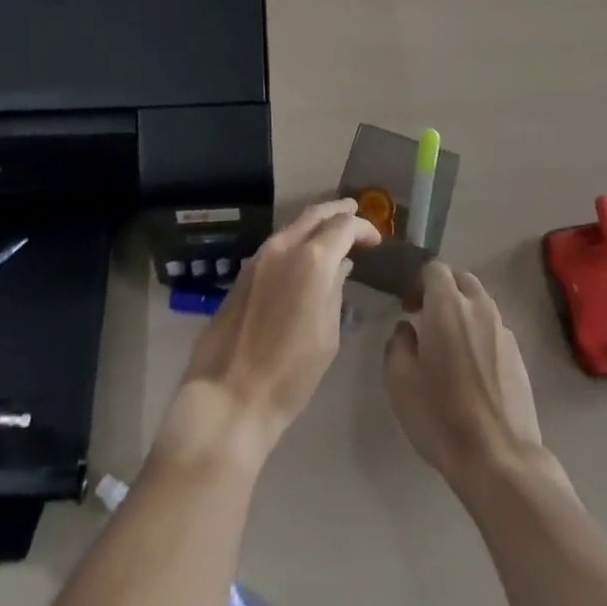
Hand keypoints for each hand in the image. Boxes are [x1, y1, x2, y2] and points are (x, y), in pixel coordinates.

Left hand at [168, 199, 380, 463]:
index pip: (343, 226)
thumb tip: (340, 266)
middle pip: (314, 214)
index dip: (363, 227)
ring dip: (316, 224)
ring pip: (293, 226)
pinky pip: (278, 244)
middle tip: (355, 212)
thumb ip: (335, 291)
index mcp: (312, 259)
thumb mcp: (327, 334)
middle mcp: (284, 246)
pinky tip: (306, 255)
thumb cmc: (291, 372)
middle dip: (338, 211)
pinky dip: (297, 240)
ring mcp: (260, 257)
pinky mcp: (245, 272)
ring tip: (334, 233)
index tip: (376, 240)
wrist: (229, 394)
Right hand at [385, 262, 562, 494]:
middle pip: (461, 280)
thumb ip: (398, 344)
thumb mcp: (400, 381)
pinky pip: (494, 330)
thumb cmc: (442, 417)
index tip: (408, 307)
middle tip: (427, 319)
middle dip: (443, 291)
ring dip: (463, 312)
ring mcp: (504, 331)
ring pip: (481, 304)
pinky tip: (472, 368)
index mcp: (448, 305)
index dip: (418, 282)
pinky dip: (480, 334)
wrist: (500, 461)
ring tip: (450, 345)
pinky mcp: (519, 357)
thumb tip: (408, 330)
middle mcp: (479, 308)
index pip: (434, 269)